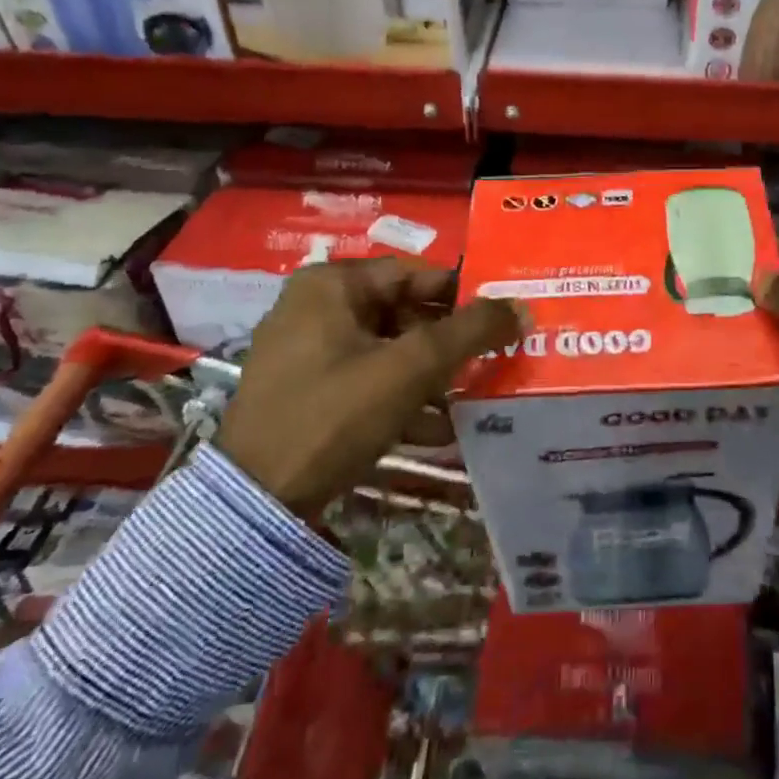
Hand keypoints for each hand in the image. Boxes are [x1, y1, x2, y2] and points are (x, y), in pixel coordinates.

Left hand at [214, 259, 524, 517]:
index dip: (464, 294)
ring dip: (433, 375)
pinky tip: (440, 431)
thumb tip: (522, 307)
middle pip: (404, 313)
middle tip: (494, 359)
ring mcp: (307, 353)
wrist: (255, 503)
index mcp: (332, 285)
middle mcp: (316, 308)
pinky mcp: (307, 394)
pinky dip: (403, 399)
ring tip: (475, 398)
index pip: (415, 274)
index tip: (502, 317)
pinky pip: (368, 382)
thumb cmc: (334, 414)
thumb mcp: (411, 367)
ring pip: (389, 351)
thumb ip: (471, 332)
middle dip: (450, 342)